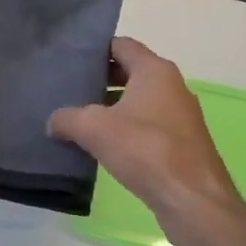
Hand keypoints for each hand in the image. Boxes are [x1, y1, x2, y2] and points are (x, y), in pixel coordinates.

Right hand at [49, 37, 245, 245]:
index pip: (121, 45)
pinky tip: (104, 147)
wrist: (192, 199)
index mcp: (155, 71)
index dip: (95, 49)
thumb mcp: (94, 129)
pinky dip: (126, 130)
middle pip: (130, 72)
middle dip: (100, 80)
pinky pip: (147, 126)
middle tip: (69, 90)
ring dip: (112, 108)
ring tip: (79, 120)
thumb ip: (68, 118)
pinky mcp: (182, 144)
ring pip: (139, 101)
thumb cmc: (145, 150)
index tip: (69, 59)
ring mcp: (180, 116)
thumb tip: (54, 121)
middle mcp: (172, 86)